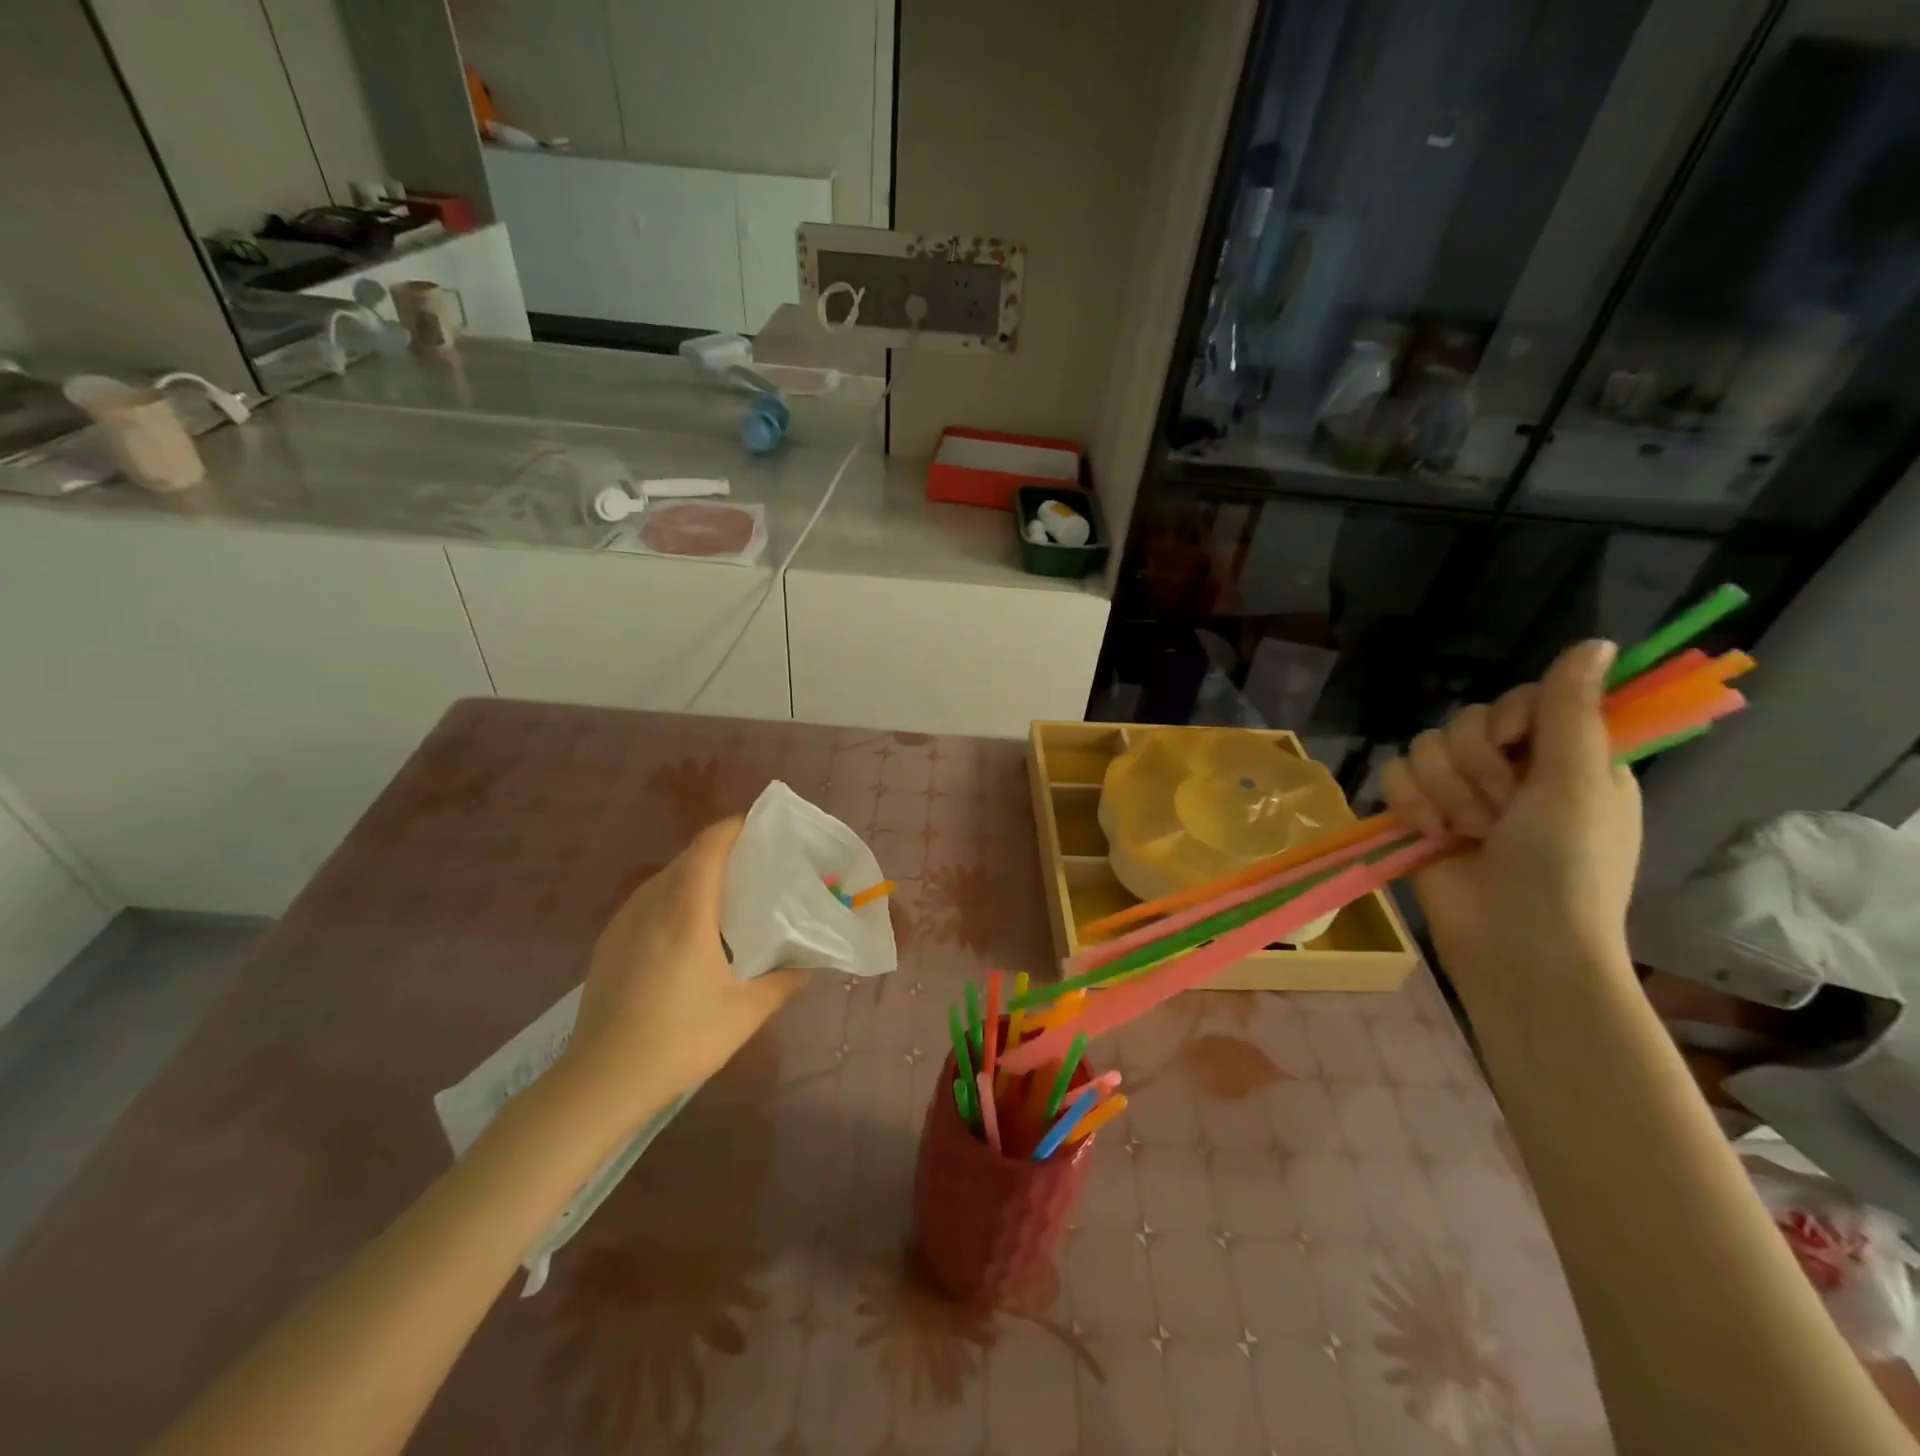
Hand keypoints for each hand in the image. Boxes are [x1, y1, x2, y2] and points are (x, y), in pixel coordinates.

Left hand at [561, 817, 804, 1129]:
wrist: (601, 1082)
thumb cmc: (680, 1039)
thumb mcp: (745, 1013)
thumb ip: (784, 982)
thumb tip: (811, 965)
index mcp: (686, 912)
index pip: (708, 847)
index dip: (734, 828)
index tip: (763, 828)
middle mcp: (651, 905)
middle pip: (688, 858)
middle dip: (722, 852)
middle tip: (757, 867)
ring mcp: (623, 923)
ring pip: (665, 879)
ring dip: (696, 876)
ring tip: (728, 898)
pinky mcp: (608, 943)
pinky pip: (648, 902)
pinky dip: (674, 899)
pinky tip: (690, 933)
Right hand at [1380, 639, 1641, 983]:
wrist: (1514, 940)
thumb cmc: (1567, 866)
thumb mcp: (1581, 783)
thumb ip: (1573, 711)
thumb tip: (1595, 641)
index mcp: (1564, 758)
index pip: (1520, 700)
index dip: (1509, 719)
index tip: (1517, 748)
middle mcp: (1510, 770)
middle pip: (1465, 721)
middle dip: (1475, 768)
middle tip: (1500, 812)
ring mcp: (1460, 793)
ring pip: (1424, 747)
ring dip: (1444, 792)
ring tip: (1466, 833)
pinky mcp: (1417, 814)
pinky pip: (1393, 775)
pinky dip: (1408, 804)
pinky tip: (1429, 833)